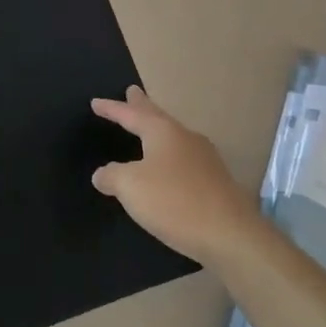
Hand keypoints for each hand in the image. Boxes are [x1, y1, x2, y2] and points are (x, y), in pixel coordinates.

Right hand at [91, 86, 262, 266]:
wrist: (230, 235)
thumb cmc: (174, 202)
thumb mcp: (130, 187)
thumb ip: (111, 176)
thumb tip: (102, 174)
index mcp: (163, 132)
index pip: (131, 115)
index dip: (112, 109)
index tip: (95, 102)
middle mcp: (185, 138)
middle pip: (158, 117)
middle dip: (142, 105)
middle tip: (132, 91)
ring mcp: (205, 159)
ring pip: (173, 137)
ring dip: (157, 130)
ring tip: (147, 128)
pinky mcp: (215, 182)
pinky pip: (184, 159)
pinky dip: (169, 156)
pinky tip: (168, 167)